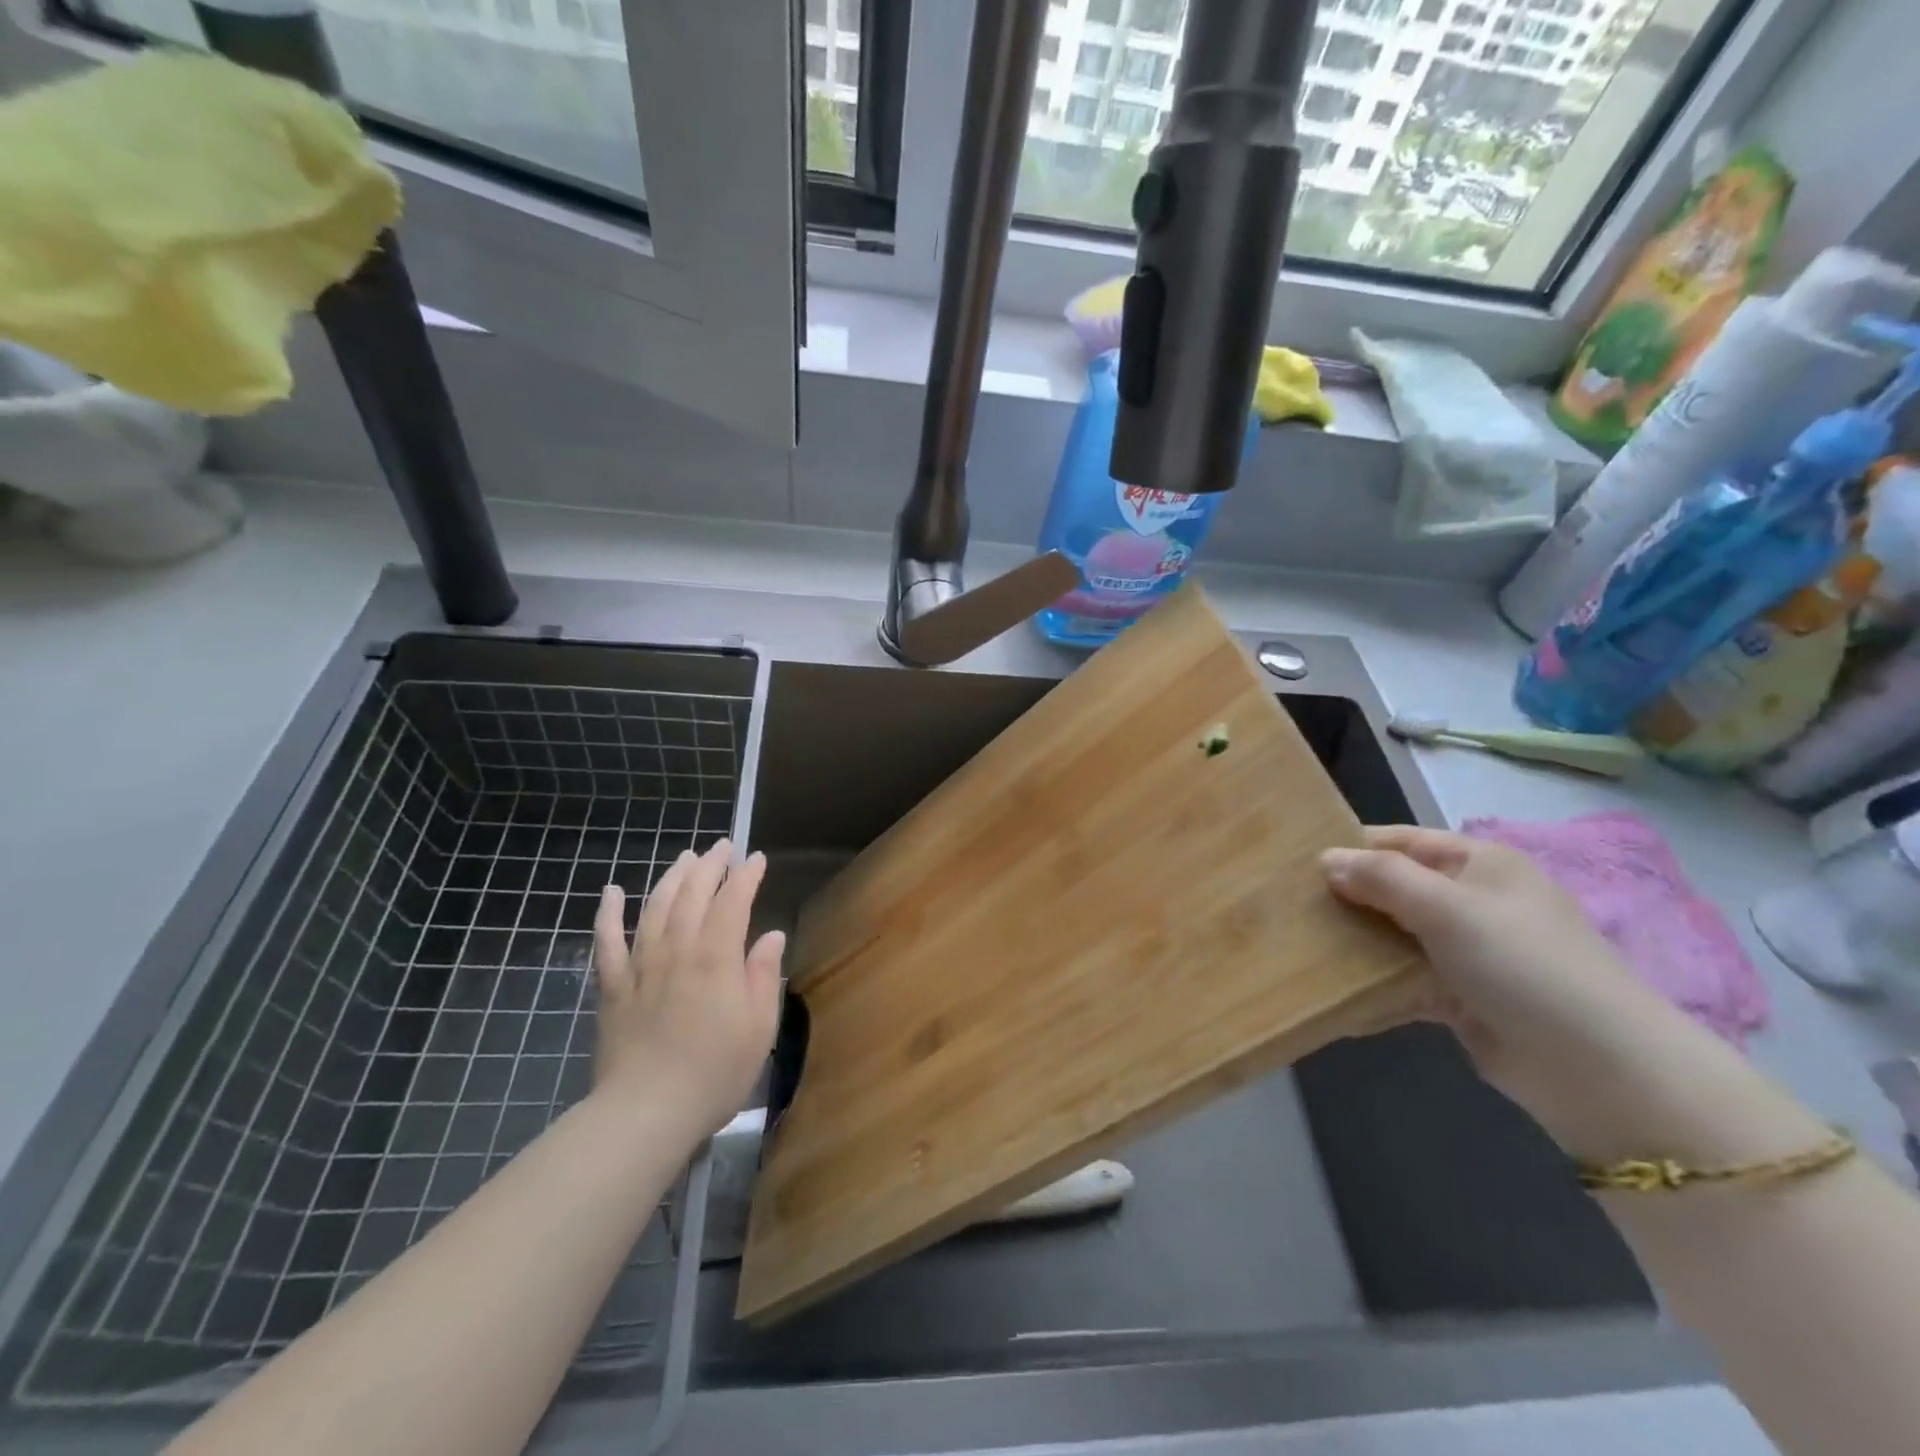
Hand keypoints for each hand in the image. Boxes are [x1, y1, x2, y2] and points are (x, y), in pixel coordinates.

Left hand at [592, 839, 784, 1138]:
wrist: (646, 1113)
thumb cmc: (714, 1073)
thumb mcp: (758, 1027)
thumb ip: (763, 975)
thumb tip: (772, 935)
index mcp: (716, 958)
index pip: (733, 901)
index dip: (746, 876)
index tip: (757, 859)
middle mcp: (678, 950)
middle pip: (693, 895)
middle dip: (710, 865)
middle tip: (723, 846)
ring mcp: (641, 966)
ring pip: (654, 907)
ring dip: (671, 877)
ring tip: (686, 857)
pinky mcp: (613, 987)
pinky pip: (607, 942)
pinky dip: (608, 913)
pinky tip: (612, 891)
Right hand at [1320, 825, 1723, 1155]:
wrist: (1600, 1071)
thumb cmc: (1524, 965)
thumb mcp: (1448, 907)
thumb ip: (1382, 878)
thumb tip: (1325, 860)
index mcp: (1479, 864)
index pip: (1400, 841)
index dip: (1351, 847)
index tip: (1295, 862)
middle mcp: (1472, 902)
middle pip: (1393, 889)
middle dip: (1345, 898)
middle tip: (1288, 907)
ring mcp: (1468, 953)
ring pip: (1394, 937)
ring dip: (1354, 944)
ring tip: (1297, 947)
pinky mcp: (1462, 999)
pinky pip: (1403, 984)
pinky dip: (1373, 989)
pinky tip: (1332, 996)